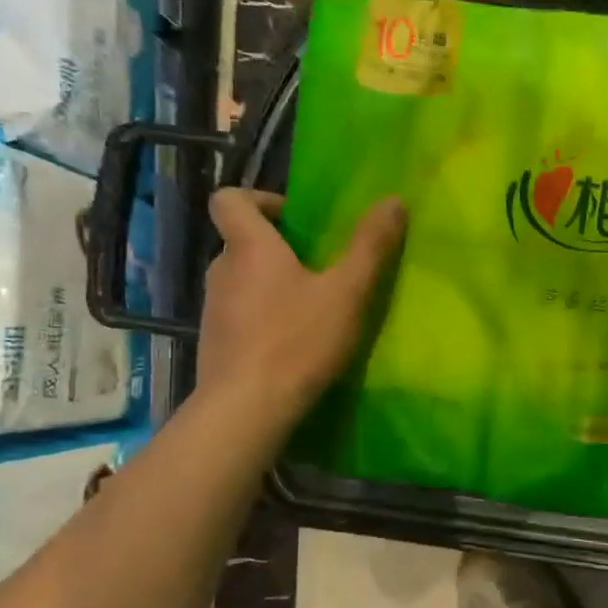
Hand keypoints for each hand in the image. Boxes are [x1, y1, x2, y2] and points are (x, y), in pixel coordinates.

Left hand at [195, 188, 406, 433]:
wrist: (246, 409)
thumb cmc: (297, 341)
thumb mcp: (347, 293)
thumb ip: (370, 247)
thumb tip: (394, 200)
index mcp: (249, 247)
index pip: (229, 199)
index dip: (259, 199)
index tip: (294, 219)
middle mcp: (221, 270)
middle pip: (241, 242)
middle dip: (277, 249)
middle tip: (318, 268)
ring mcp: (213, 310)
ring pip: (241, 282)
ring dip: (270, 286)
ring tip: (310, 310)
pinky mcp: (214, 344)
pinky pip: (239, 316)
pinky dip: (261, 319)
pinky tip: (291, 345)